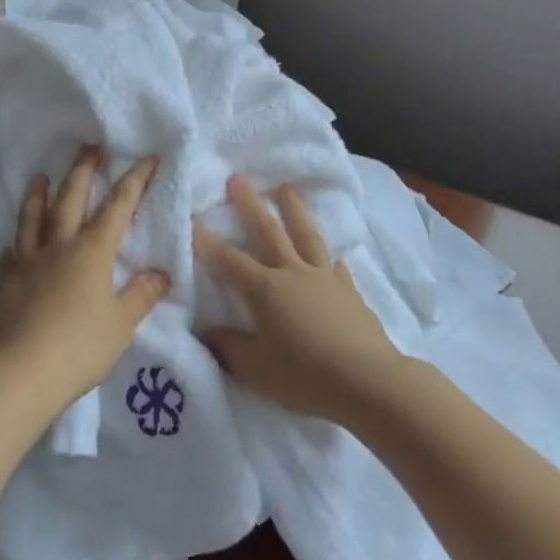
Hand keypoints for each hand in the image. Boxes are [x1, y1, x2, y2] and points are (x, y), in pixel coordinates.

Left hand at [0, 147, 168, 423]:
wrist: (20, 373)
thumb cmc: (80, 347)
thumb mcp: (122, 323)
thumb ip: (142, 294)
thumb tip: (162, 272)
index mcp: (92, 252)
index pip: (118, 207)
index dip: (134, 181)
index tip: (147, 158)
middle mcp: (58, 247)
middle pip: (70, 200)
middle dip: (83, 172)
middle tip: (88, 147)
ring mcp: (27, 263)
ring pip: (32, 219)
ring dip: (38, 195)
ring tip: (39, 176)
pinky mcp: (4, 284)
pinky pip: (9, 256)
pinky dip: (13, 246)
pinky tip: (10, 246)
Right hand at [194, 174, 403, 423]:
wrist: (368, 381)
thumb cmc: (305, 376)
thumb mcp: (255, 369)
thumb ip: (229, 347)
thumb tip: (208, 332)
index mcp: (265, 289)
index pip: (228, 260)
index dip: (207, 241)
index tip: (191, 217)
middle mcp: (293, 274)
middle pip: (268, 232)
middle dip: (250, 204)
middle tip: (238, 177)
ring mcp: (325, 279)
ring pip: (306, 236)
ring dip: (294, 210)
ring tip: (286, 188)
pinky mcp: (349, 293)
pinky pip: (336, 267)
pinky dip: (330, 257)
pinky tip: (332, 254)